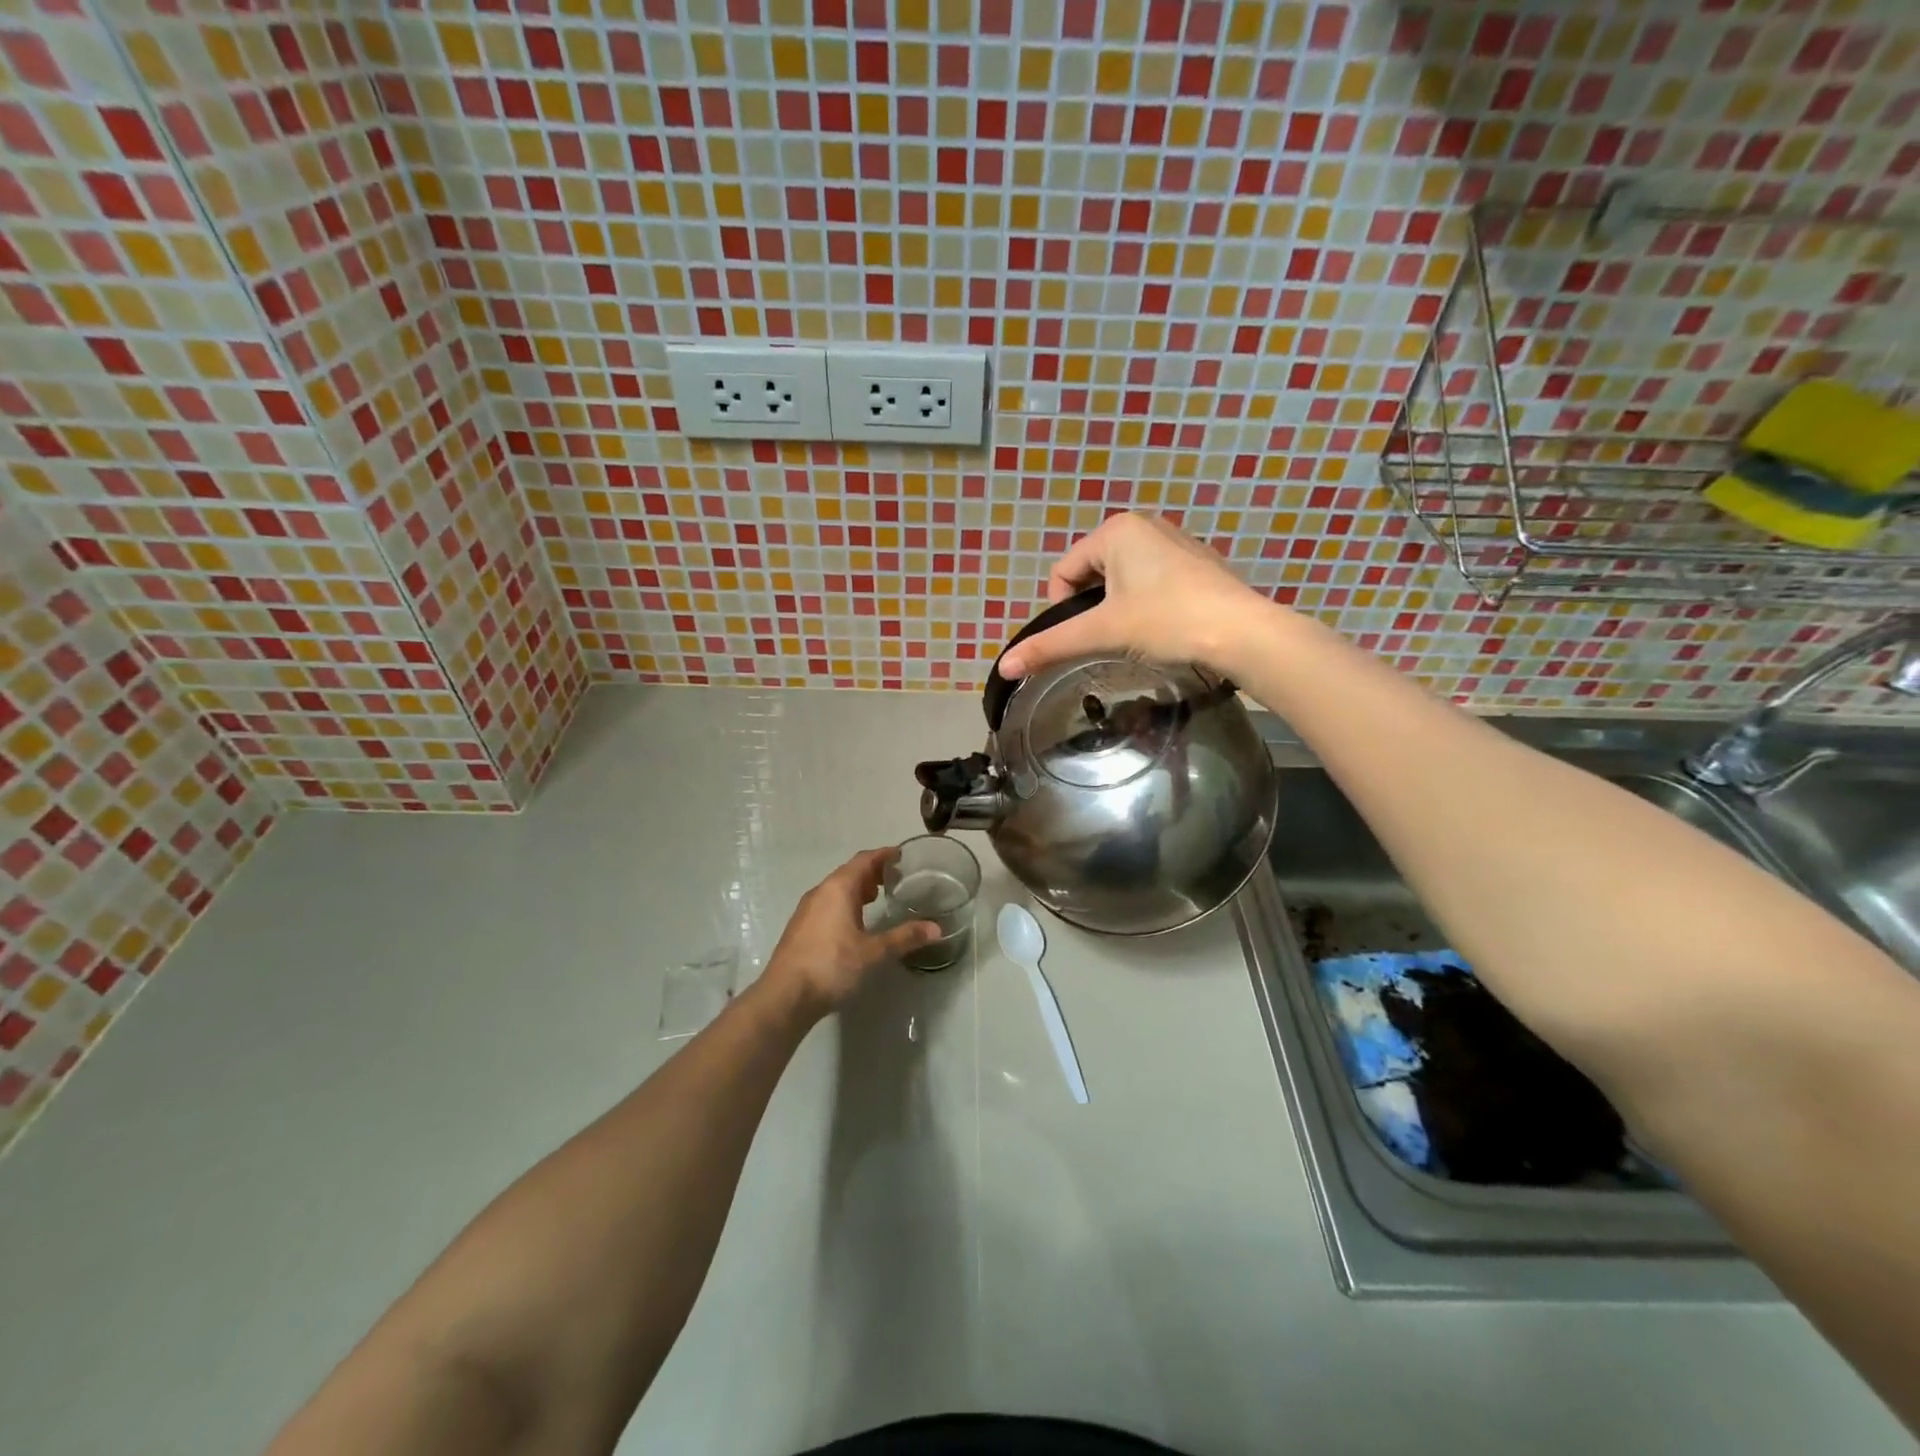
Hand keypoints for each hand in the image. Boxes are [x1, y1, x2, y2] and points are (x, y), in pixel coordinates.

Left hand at [762, 848, 938, 1015]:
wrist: (785, 996)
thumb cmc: (831, 966)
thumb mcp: (873, 953)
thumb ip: (904, 938)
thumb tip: (936, 929)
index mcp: (838, 889)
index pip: (863, 860)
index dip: (883, 855)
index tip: (900, 855)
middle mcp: (820, 892)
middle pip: (849, 872)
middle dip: (871, 871)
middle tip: (894, 877)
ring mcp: (807, 910)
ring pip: (836, 888)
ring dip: (856, 888)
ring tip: (876, 897)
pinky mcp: (800, 928)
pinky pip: (827, 903)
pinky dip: (845, 903)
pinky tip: (853, 922)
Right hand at [996, 512, 1272, 680]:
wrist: (1242, 633)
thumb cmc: (1166, 621)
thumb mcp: (1102, 633)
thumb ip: (1051, 646)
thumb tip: (1004, 667)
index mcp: (1117, 531)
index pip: (1063, 572)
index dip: (1062, 610)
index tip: (1086, 636)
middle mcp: (1145, 525)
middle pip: (1092, 574)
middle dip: (1093, 608)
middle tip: (1112, 638)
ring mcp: (1175, 541)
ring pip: (1122, 580)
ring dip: (1118, 608)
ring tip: (1138, 635)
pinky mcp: (1197, 563)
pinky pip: (1152, 581)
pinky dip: (1146, 604)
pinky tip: (1164, 627)